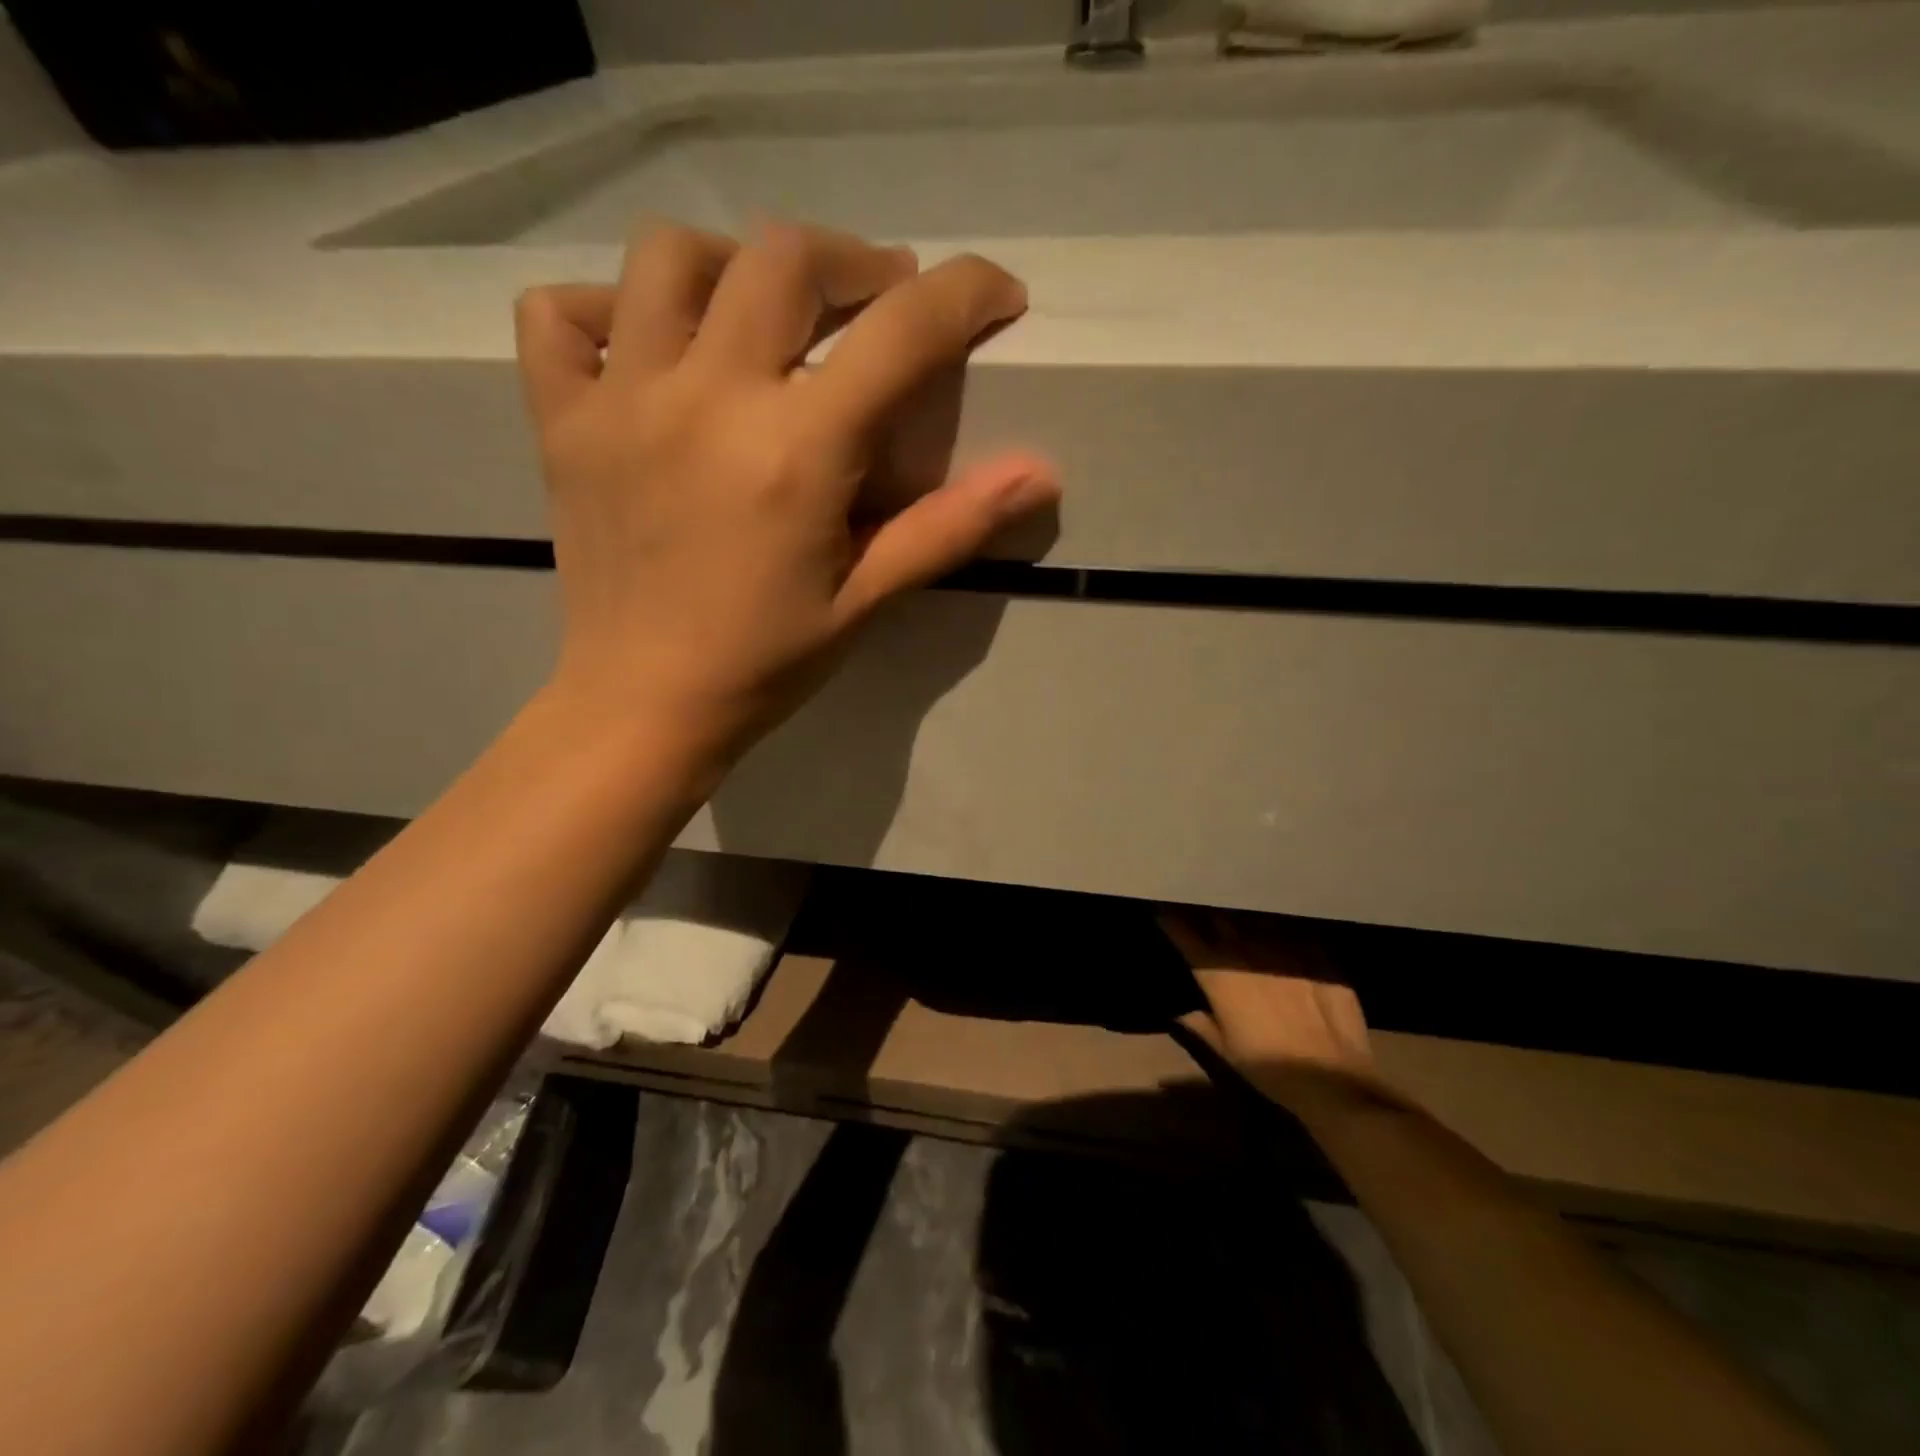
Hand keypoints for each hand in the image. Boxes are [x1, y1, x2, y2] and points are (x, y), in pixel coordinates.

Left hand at [512, 221, 1059, 768]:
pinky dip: (607, 308)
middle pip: (784, 257)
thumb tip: (1041, 474)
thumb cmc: (765, 663)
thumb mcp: (867, 601)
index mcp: (795, 451)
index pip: (899, 332)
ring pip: (669, 257)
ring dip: (734, 263)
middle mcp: (707, 400)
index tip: (996, 294)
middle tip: (880, 299)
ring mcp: (621, 401)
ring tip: (764, 310)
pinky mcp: (562, 420)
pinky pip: (561, 315)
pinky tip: (647, 346)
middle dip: (853, 262)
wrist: (644, 705)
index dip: (964, 294)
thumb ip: (950, 526)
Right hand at [1160, 910, 1377, 1114]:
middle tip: (1202, 909)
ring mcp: (1284, 950)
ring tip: (1241, 913)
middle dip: (1208, 912)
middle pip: (1220, 920)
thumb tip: (1180, 1013)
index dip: (1171, 921)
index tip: (1162, 909)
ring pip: (1257, 920)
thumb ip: (1200, 1025)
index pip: (1186, 936)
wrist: (1332, 1079)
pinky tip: (1284, 932)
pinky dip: (1282, 930)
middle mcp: (1247, 954)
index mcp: (1219, 976)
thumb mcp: (1226, 1051)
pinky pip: (1293, 932)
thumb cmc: (1269, 1068)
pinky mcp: (1317, 955)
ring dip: (1244, 917)